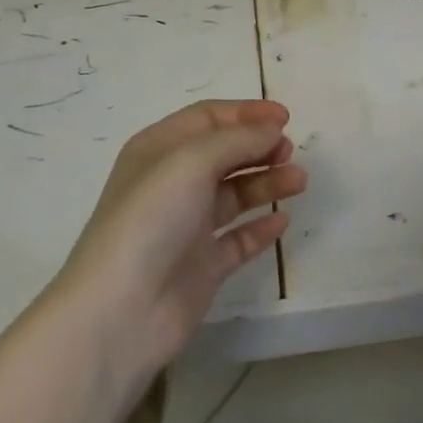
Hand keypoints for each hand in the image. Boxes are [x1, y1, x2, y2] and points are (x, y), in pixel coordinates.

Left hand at [49, 100, 306, 368]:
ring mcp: (187, 227)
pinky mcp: (203, 266)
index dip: (246, 114)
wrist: (122, 309)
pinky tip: (283, 221)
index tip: (286, 118)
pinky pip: (239, 239)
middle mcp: (172, 185)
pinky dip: (261, 228)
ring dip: (267, 183)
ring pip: (235, 195)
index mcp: (158, 151)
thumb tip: (272, 130)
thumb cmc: (151, 220)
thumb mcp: (191, 162)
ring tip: (299, 182)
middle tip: (290, 151)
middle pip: (224, 155)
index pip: (207, 119)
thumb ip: (237, 140)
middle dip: (259, 147)